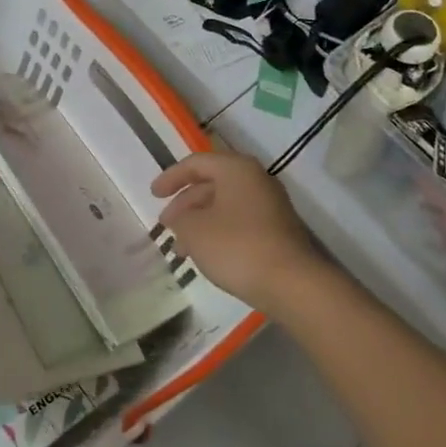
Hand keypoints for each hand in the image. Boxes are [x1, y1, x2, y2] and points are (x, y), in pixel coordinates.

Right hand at [152, 152, 324, 318]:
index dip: (171, 177)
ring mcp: (270, 206)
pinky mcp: (277, 231)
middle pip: (211, 184)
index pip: (197, 163)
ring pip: (224, 206)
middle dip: (185, 205)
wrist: (291, 283)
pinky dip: (217, 233)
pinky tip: (206, 256)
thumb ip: (180, 219)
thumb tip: (182, 219)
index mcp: (236, 169)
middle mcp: (256, 180)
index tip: (153, 195)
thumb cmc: (237, 247)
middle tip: (166, 226)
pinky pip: (239, 222)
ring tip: (181, 249)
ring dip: (199, 223)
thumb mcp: (194, 230)